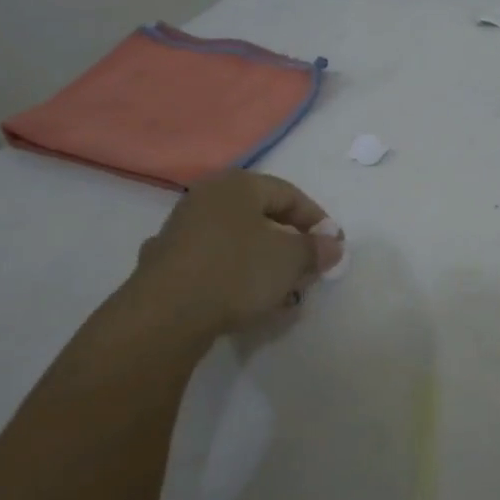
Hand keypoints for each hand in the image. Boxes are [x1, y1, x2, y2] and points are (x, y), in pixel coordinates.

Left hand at [125, 171, 345, 338]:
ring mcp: (181, 230)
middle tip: (309, 270)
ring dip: (265, 265)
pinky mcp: (167, 263)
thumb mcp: (290, 260)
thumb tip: (332, 245)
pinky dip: (236, 278)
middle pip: (262, 217)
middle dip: (290, 245)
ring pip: (238, 242)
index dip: (317, 220)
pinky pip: (215, 264)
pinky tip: (247, 302)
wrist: (165, 315)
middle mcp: (206, 198)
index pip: (289, 194)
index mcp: (237, 185)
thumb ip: (315, 249)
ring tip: (283, 293)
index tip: (333, 246)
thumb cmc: (236, 272)